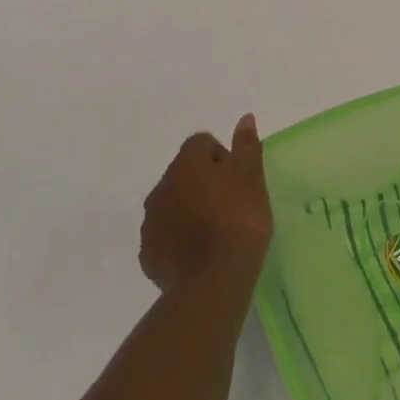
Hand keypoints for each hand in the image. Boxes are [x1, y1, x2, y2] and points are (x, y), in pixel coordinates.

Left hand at [140, 116, 272, 292]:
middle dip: (204, 183)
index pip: (201, 143)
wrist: (214, 281)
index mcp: (186, 165)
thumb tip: (244, 118)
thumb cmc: (239, 222)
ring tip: (216, 232)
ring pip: (172, 204)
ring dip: (190, 209)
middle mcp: (161, 187)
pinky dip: (179, 238)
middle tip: (231, 205)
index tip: (239, 180)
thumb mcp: (252, 180)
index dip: (222, 157)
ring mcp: (151, 222)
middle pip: (184, 173)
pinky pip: (165, 235)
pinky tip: (200, 254)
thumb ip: (246, 148)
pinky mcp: (148, 253)